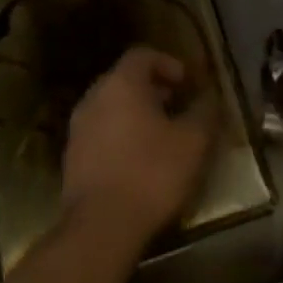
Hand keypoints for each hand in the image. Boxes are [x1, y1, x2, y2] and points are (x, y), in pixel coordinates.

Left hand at [62, 46, 218, 247]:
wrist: (100, 227)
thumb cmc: (151, 173)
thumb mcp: (193, 142)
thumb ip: (204, 112)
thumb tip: (210, 96)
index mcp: (121, 83)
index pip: (143, 54)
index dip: (168, 63)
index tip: (187, 83)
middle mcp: (94, 97)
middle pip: (125, 79)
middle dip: (153, 89)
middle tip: (178, 107)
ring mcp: (78, 127)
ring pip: (111, 106)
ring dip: (136, 113)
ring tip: (161, 137)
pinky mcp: (72, 157)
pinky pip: (101, 132)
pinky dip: (120, 135)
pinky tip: (139, 162)